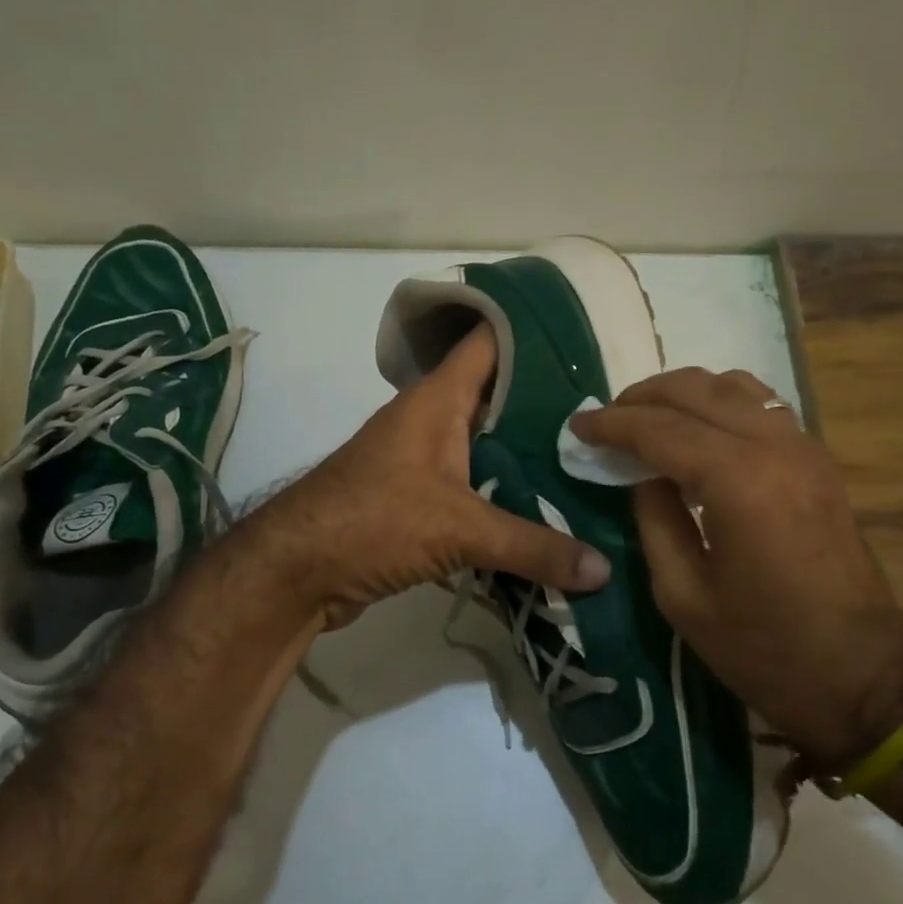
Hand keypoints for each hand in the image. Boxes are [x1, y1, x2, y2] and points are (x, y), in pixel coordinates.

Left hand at [249, 326, 610, 628]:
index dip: (532, 331)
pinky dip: (508, 494)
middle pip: (499, 398)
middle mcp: (432, 421)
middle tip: (607, 414)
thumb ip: (534, 546)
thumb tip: (605, 570)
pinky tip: (548, 509)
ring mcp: (425, 462)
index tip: (585, 338)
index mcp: (438, 400)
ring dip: (531, 455)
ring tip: (590, 462)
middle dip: (549, 404)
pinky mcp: (420, 502)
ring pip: (489, 446)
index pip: (489, 341)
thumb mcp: (459, 529)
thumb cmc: (373, 521)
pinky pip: (477, 487)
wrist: (295, 572)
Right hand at [571, 369, 902, 771]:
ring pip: (733, 385)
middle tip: (606, 419)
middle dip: (642, 397)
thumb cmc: (763, 648)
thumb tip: (641, 475)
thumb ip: (654, 520)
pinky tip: (698, 430)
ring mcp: (804, 448)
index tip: (577, 425)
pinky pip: (761, 405)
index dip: (612, 423)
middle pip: (696, 390)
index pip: (661, 428)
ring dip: (683, 393)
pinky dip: (720, 402)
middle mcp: (774, 447)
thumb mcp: (682, 595)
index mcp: (738, 481)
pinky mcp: (818, 460)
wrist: (861, 675)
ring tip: (647, 418)